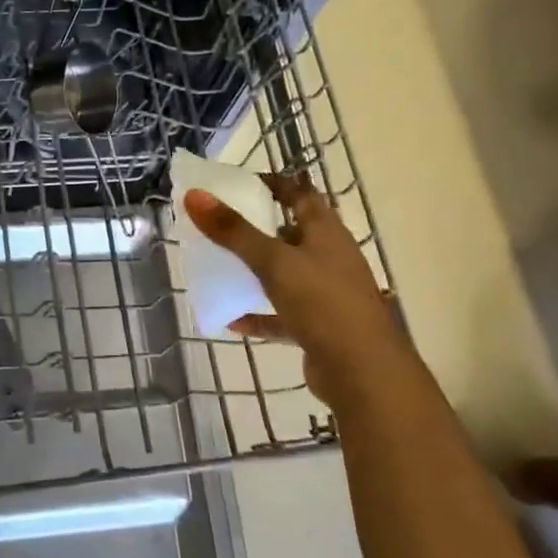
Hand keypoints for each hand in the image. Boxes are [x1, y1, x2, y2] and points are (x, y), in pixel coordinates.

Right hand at [183, 176, 400, 409]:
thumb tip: (194, 195)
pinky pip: (282, 314)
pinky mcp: (319, 327)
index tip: (237, 184)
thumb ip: (233, 231)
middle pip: (291, 234)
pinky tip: (231, 319)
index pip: (300, 194)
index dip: (272, 184)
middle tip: (219, 225)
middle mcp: (330, 258)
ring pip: (286, 274)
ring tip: (221, 267)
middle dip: (258, 228)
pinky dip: (259, 314)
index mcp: (326, 233)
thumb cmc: (322, 304)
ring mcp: (327, 294)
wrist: (363, 373)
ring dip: (257, 271)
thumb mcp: (273, 262)